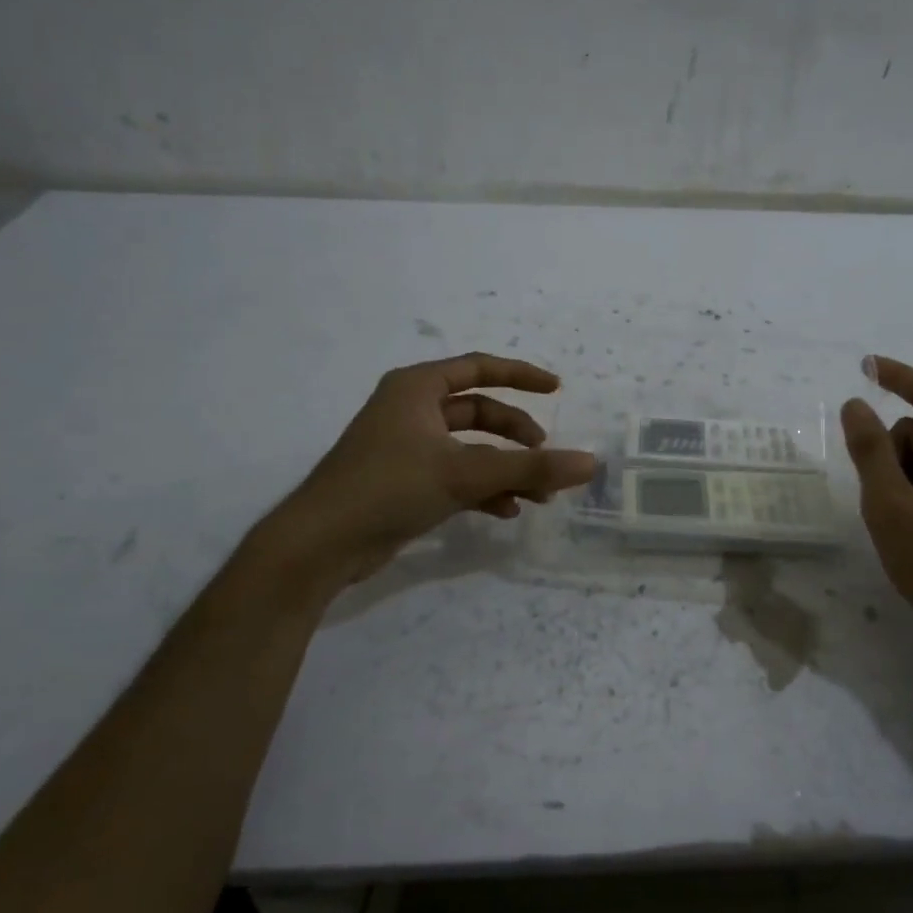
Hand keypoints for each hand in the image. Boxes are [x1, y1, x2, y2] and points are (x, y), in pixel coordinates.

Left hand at [281, 353, 596, 584]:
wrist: (321, 544)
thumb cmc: (389, 487)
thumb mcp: (466, 473)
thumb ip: (530, 468)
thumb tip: (591, 463)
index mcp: (417, 388)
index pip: (479, 368)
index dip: (521, 376)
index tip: (557, 389)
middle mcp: (411, 411)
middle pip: (479, 413)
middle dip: (517, 436)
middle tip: (545, 456)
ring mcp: (407, 448)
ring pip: (471, 449)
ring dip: (505, 469)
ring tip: (538, 496)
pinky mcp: (404, 483)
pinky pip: (456, 476)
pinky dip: (483, 490)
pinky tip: (506, 512)